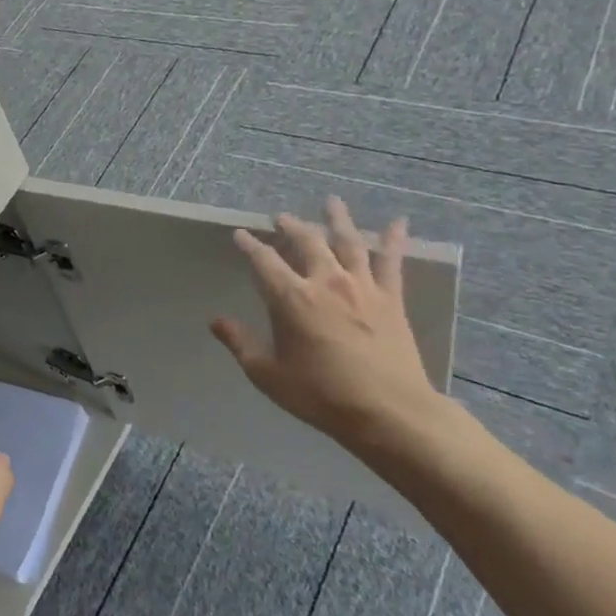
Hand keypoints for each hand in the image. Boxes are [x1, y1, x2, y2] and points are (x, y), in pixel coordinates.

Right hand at [210, 196, 455, 452]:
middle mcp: (325, 282)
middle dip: (291, 227)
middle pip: (306, 242)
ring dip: (337, 220)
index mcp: (291, 298)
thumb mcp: (267, 374)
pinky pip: (392, 262)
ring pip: (348, 242)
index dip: (249, 245)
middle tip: (281, 217)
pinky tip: (399, 222)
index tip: (240, 235)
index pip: (264, 261)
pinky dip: (394, 239)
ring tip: (331, 201)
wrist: (390, 413)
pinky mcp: (391, 299)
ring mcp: (362, 287)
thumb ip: (241, 343)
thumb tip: (216, 321)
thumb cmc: (321, 395)